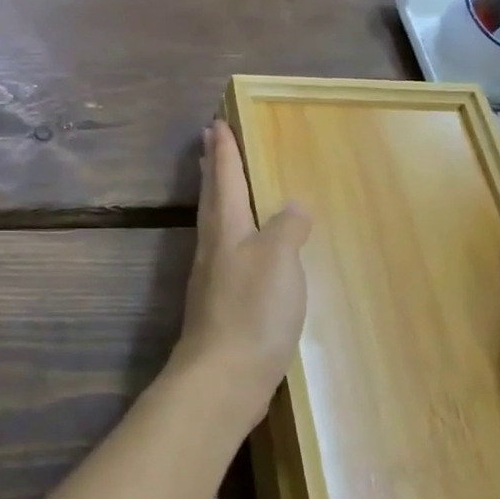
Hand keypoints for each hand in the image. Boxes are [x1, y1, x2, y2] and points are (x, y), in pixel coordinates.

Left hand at [171, 120, 312, 428]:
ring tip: (220, 182)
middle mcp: (213, 245)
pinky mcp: (219, 302)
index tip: (215, 123)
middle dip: (212, 167)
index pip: (224, 177)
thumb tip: (292, 206)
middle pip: (211, 196)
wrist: (224, 375)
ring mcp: (212, 275)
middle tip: (207, 141)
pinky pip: (223, 250)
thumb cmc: (253, 309)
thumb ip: (287, 228)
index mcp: (226, 227)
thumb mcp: (280, 259)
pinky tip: (241, 246)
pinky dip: (229, 232)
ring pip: (214, 222)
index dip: (223, 150)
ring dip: (216, 196)